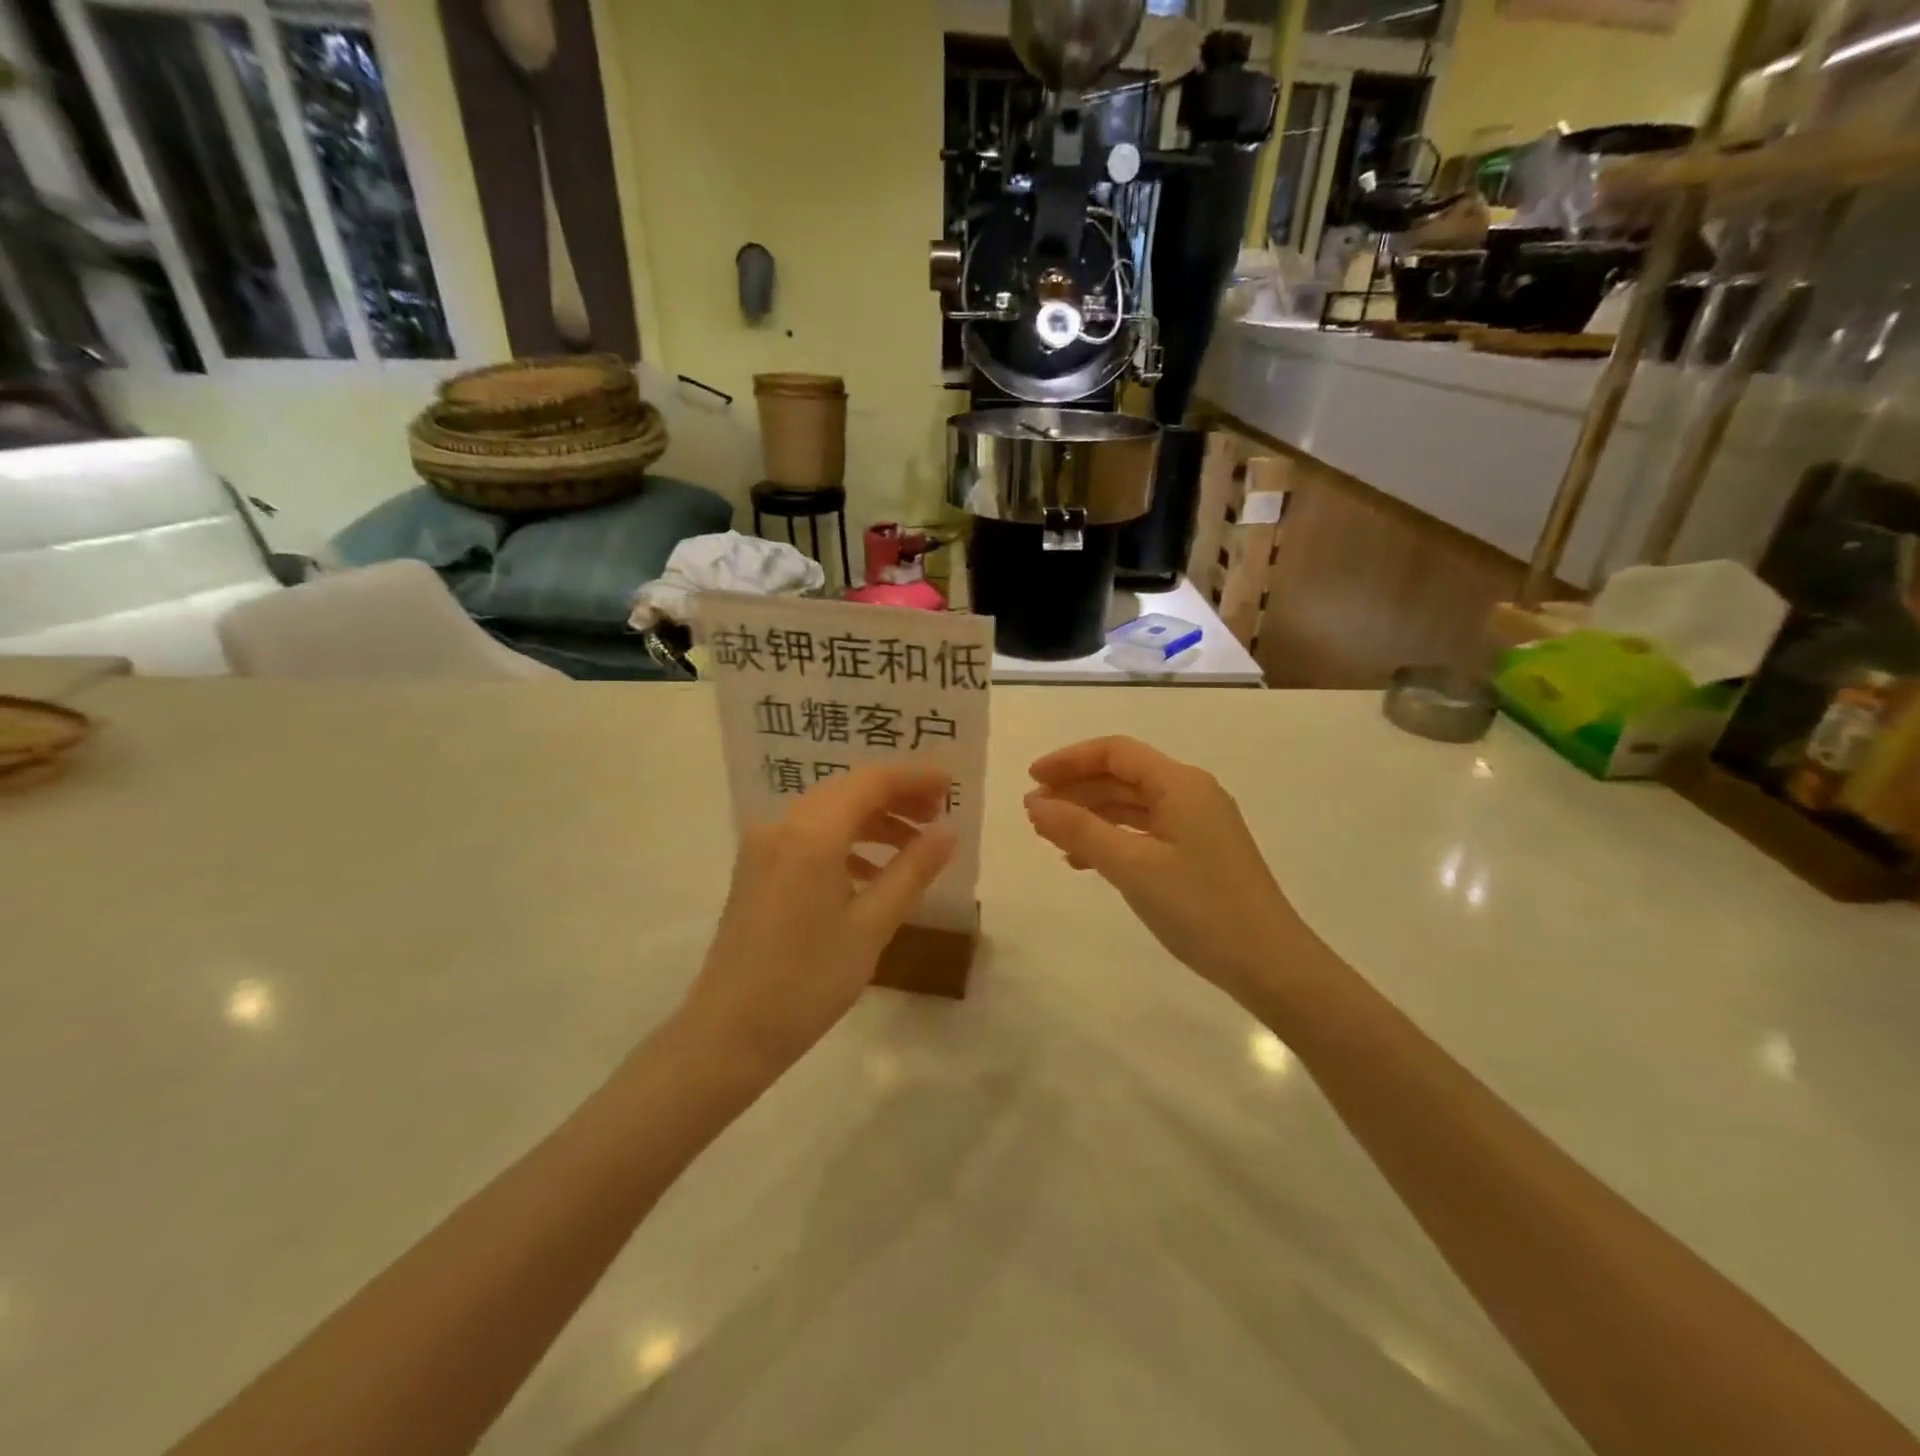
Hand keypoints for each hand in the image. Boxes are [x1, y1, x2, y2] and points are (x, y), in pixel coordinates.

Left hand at [679, 762, 955, 1078]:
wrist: (729, 1032)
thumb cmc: (807, 981)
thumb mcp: (871, 926)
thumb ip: (912, 871)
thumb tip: (947, 833)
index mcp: (810, 834)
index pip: (870, 782)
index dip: (914, 778)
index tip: (951, 785)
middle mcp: (782, 826)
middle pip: (847, 790)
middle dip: (896, 796)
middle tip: (939, 813)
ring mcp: (763, 846)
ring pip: (828, 812)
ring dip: (872, 820)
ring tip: (914, 845)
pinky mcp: (756, 869)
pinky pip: (808, 836)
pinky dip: (845, 842)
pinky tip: (870, 872)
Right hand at [1024, 736, 1303, 999]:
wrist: (1269, 964)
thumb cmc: (1199, 907)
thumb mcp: (1132, 866)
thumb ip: (1080, 830)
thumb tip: (1035, 805)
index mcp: (1180, 784)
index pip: (1115, 752)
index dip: (1069, 760)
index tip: (1031, 780)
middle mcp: (1191, 794)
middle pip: (1123, 776)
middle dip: (1076, 789)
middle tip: (1034, 813)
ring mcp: (1198, 824)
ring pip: (1133, 805)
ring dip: (1091, 815)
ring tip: (1051, 838)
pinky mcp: (1199, 853)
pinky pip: (1146, 831)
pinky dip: (1112, 838)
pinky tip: (1086, 861)